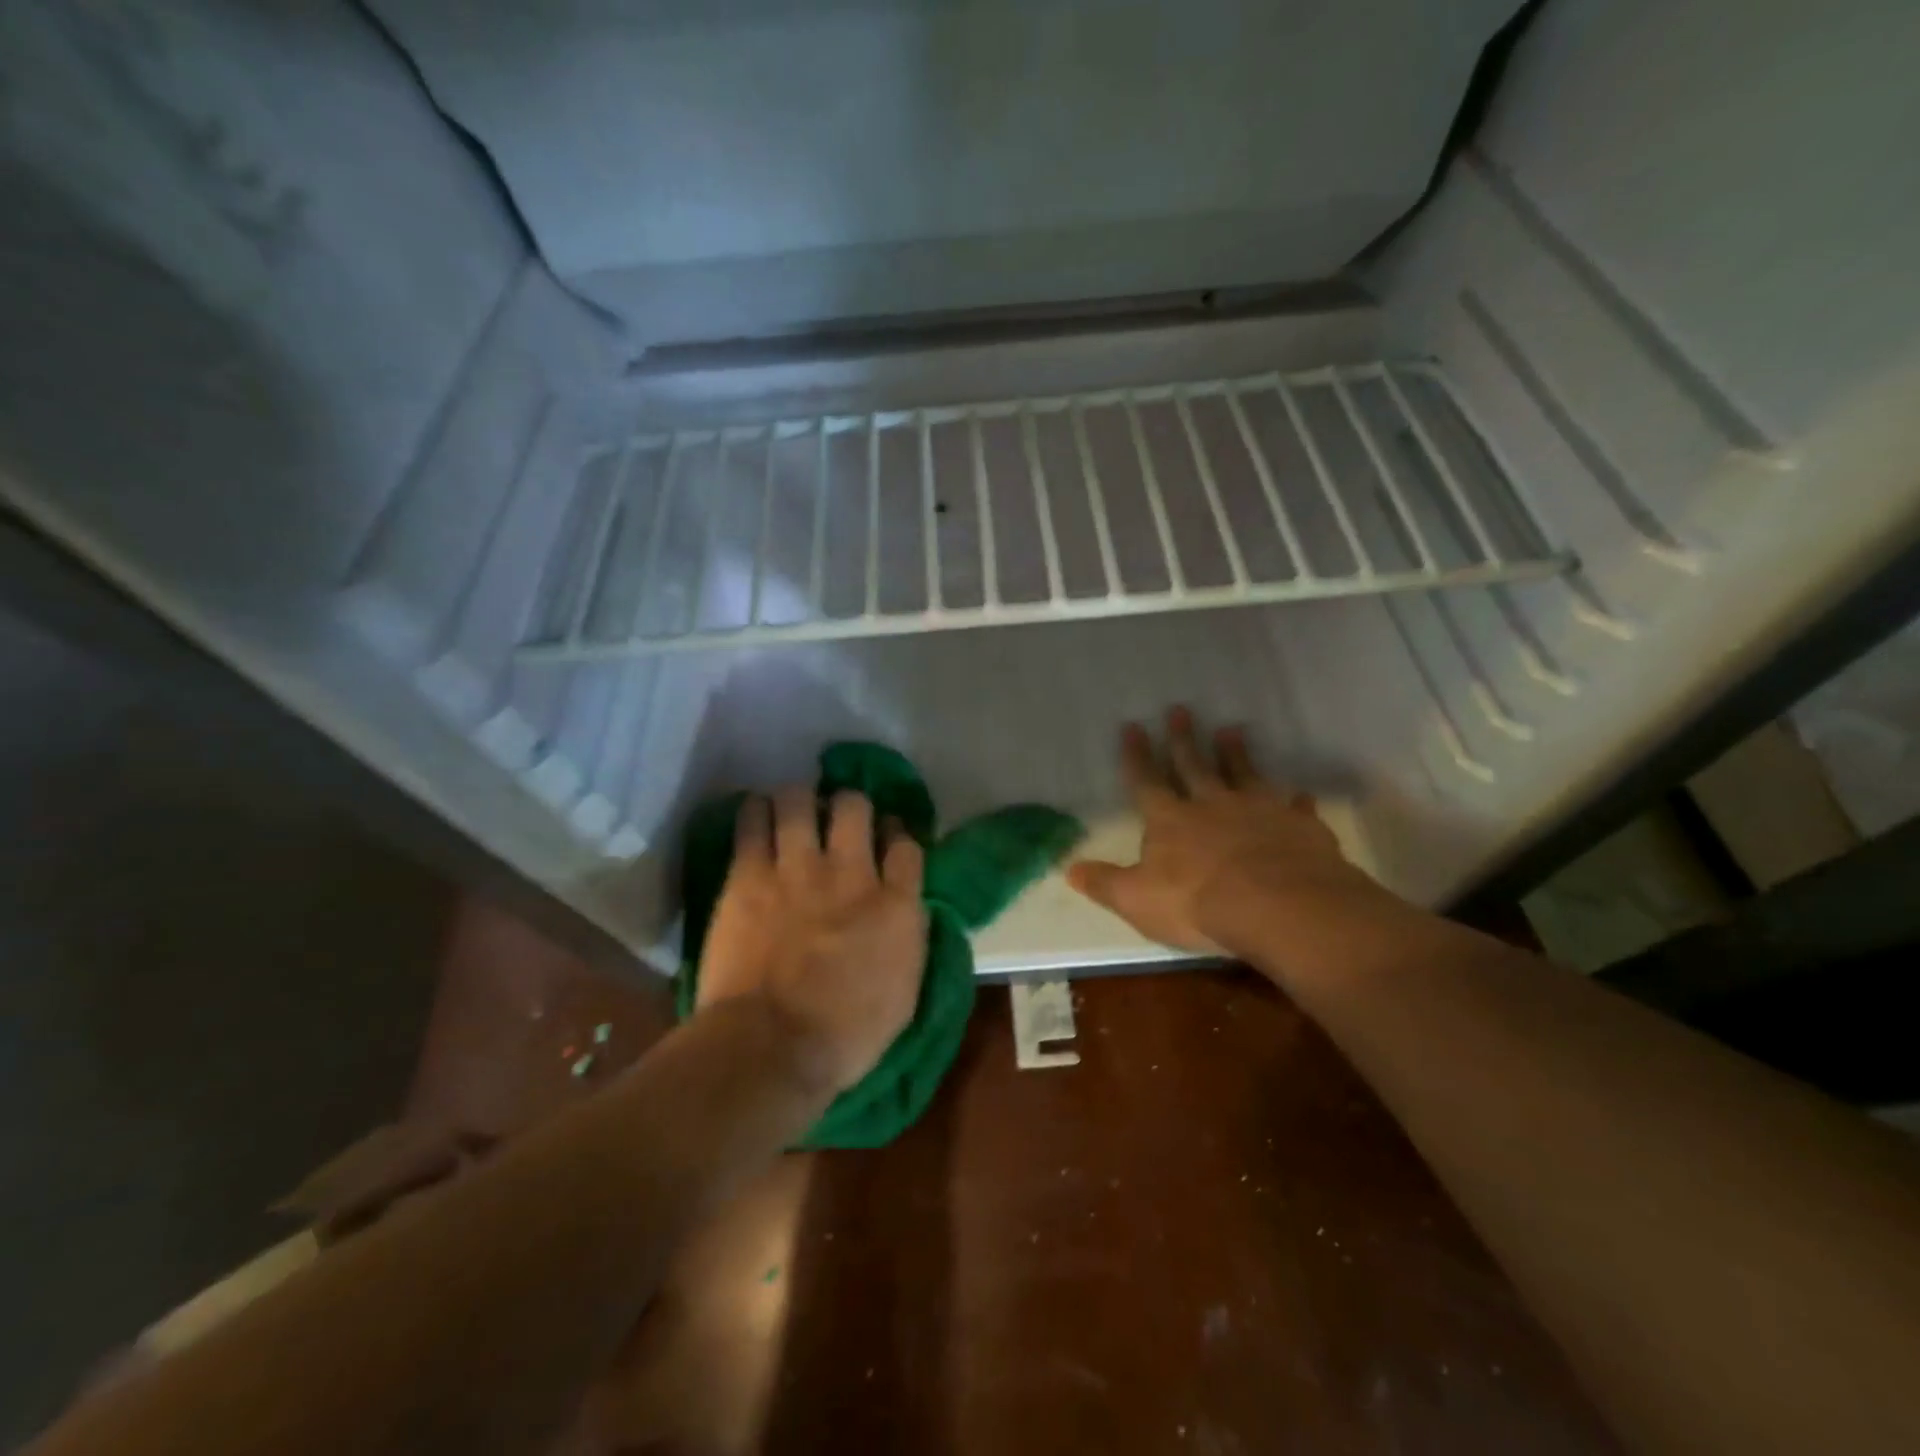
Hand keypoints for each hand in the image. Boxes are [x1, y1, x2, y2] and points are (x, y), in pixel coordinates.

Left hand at [697, 786, 927, 1094]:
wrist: (771, 1048)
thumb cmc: (845, 1036)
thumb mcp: (905, 994)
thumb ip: (908, 939)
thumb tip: (905, 911)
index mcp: (896, 905)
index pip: (905, 844)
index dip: (895, 832)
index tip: (886, 837)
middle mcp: (851, 873)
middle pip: (855, 807)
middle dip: (849, 805)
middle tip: (838, 819)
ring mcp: (798, 869)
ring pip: (800, 800)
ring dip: (799, 800)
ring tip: (793, 810)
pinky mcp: (749, 874)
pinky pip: (752, 821)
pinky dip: (755, 812)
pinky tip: (756, 814)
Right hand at [1067, 707, 1378, 957]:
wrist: (1278, 906)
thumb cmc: (1198, 904)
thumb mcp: (1136, 899)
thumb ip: (1104, 883)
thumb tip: (1068, 870)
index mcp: (1170, 821)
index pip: (1146, 782)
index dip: (1136, 756)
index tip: (1132, 726)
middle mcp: (1212, 806)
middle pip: (1194, 766)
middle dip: (1183, 739)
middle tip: (1180, 708)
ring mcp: (1258, 811)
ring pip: (1244, 774)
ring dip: (1236, 754)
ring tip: (1232, 729)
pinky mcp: (1297, 826)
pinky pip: (1295, 809)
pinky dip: (1295, 801)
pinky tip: (1300, 795)